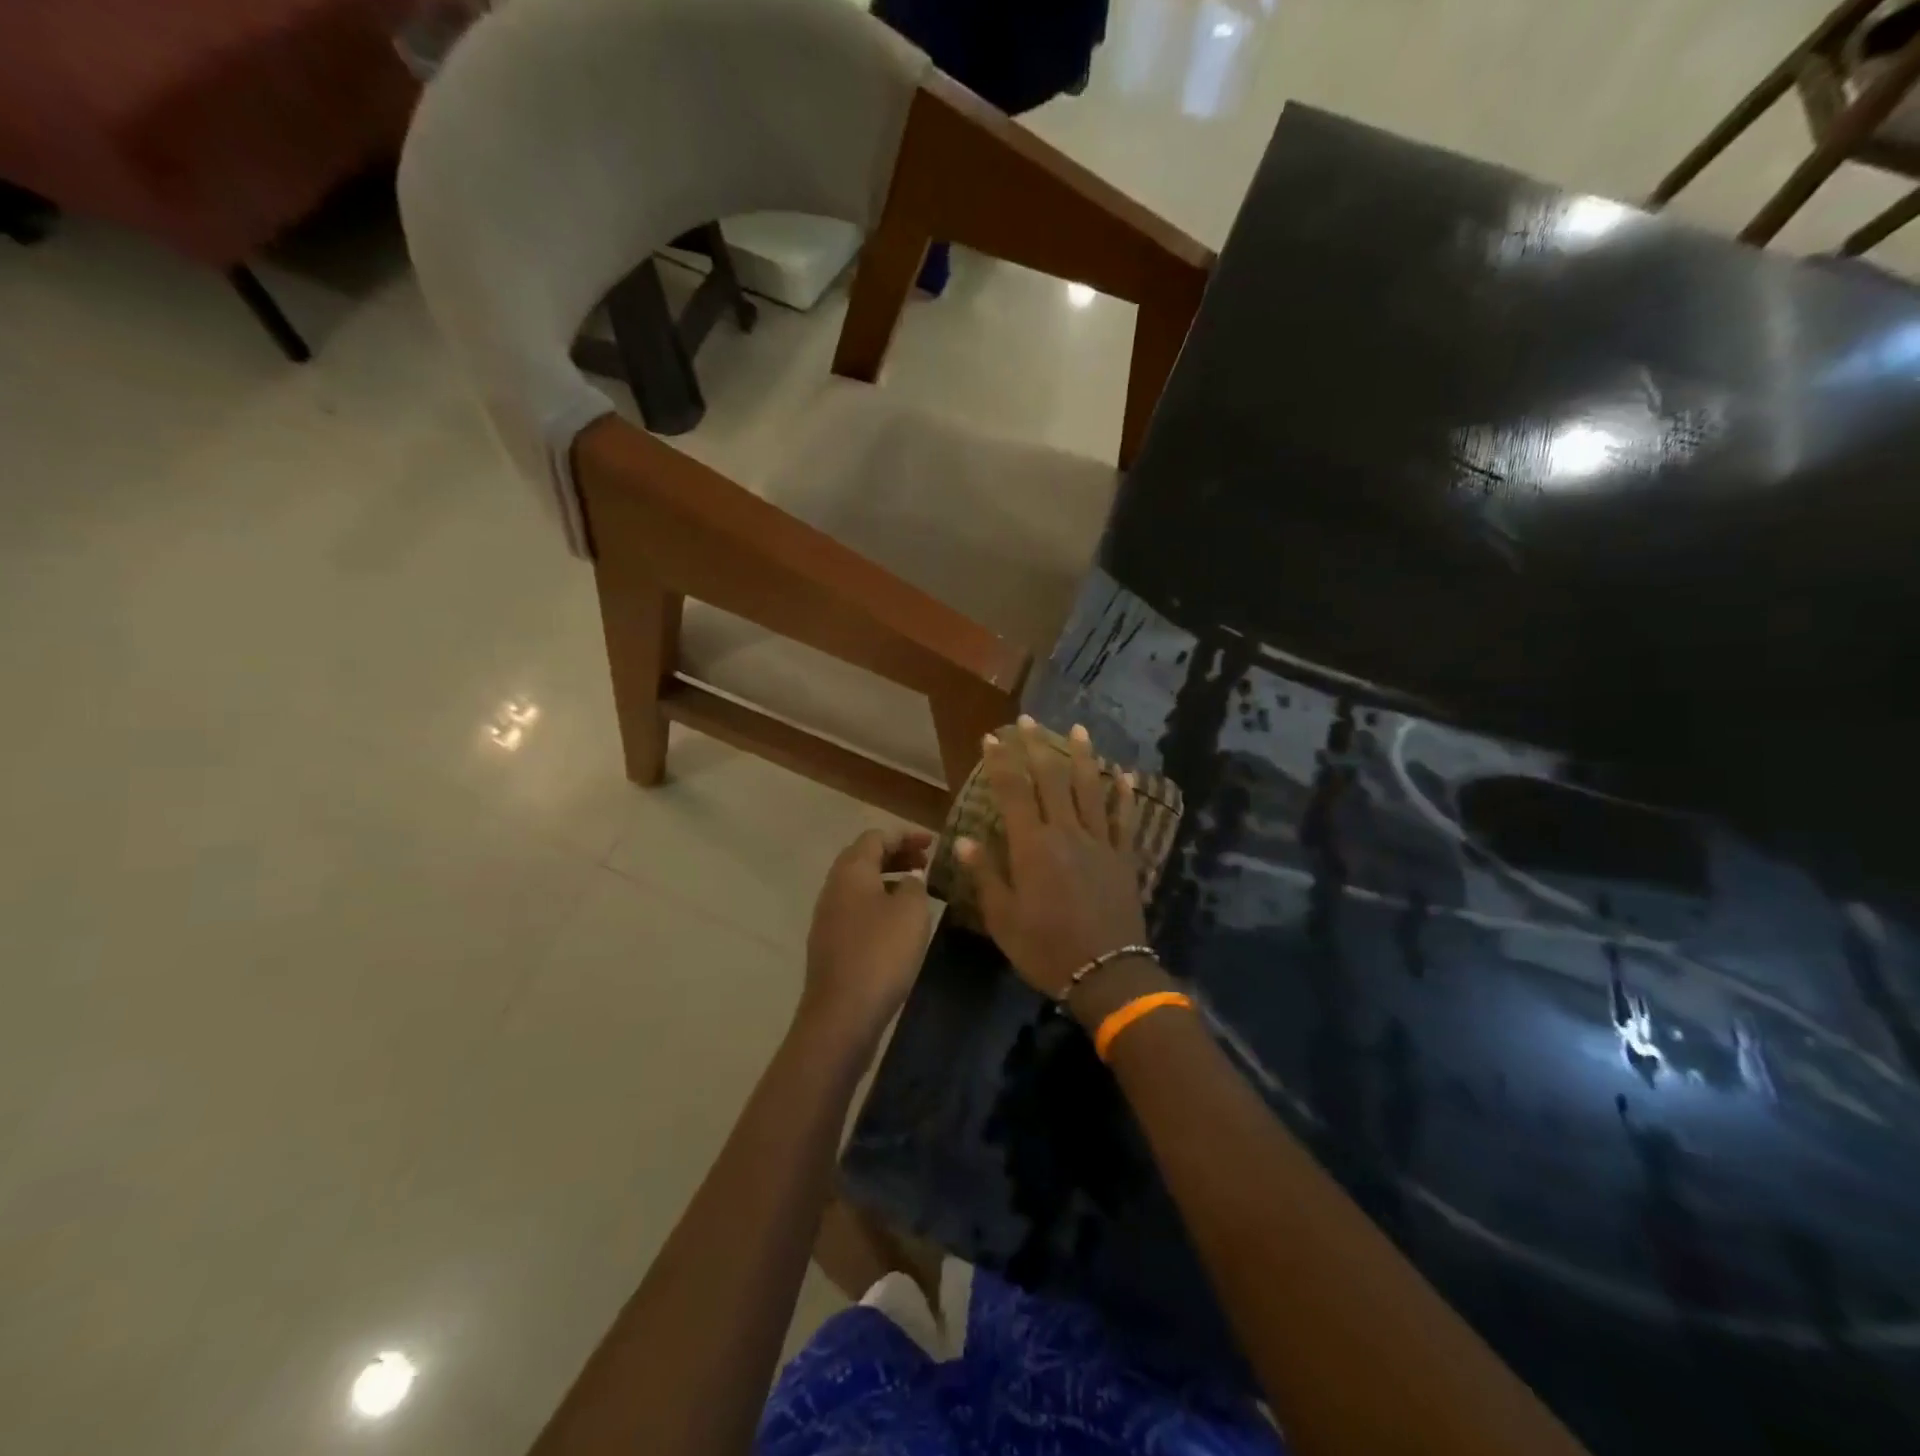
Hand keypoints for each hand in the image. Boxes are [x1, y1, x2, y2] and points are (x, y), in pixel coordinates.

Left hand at [801, 828, 934, 1042]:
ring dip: (888, 879)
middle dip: (896, 855)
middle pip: (863, 857)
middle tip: (926, 863)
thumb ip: (914, 884)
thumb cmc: (881, 953)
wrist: (842, 1013)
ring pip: (859, 884)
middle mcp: (833, 887)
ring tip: (917, 890)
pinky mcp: (830, 942)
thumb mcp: (911, 911)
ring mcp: (828, 916)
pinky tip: (898, 922)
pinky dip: (879, 902)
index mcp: (851, 870)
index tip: (932, 843)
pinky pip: (856, 907)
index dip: (905, 835)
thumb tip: (908, 879)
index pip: (875, 836)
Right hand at [958, 719, 1150, 1003]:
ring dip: (1082, 757)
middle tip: (1027, 720)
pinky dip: (1124, 795)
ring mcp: (1099, 842)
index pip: (1013, 792)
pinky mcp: (1123, 857)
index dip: (1001, 762)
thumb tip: (963, 839)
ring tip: (1077, 729)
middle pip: (1050, 780)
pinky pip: (1123, 819)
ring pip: (1089, 789)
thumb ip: (985, 874)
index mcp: (1032, 847)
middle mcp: (1066, 833)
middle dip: (1036, 747)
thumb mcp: (1003, 919)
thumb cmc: (1046, 949)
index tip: (992, 737)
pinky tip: (1125, 774)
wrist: (1106, 974)